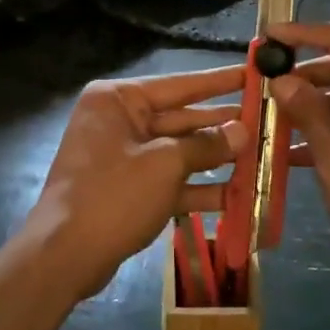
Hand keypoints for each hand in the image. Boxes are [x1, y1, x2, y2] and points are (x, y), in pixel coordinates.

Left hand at [23, 65, 249, 299]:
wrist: (63, 256)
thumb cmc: (113, 195)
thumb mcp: (165, 165)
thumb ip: (206, 145)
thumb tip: (242, 130)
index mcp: (119, 100)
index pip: (179, 84)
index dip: (219, 82)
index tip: (252, 73)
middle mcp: (119, 121)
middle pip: (181, 119)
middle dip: (222, 126)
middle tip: (265, 121)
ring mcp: (123, 157)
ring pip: (179, 152)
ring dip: (216, 159)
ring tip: (260, 157)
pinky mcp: (128, 190)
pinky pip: (169, 180)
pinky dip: (198, 188)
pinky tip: (237, 196)